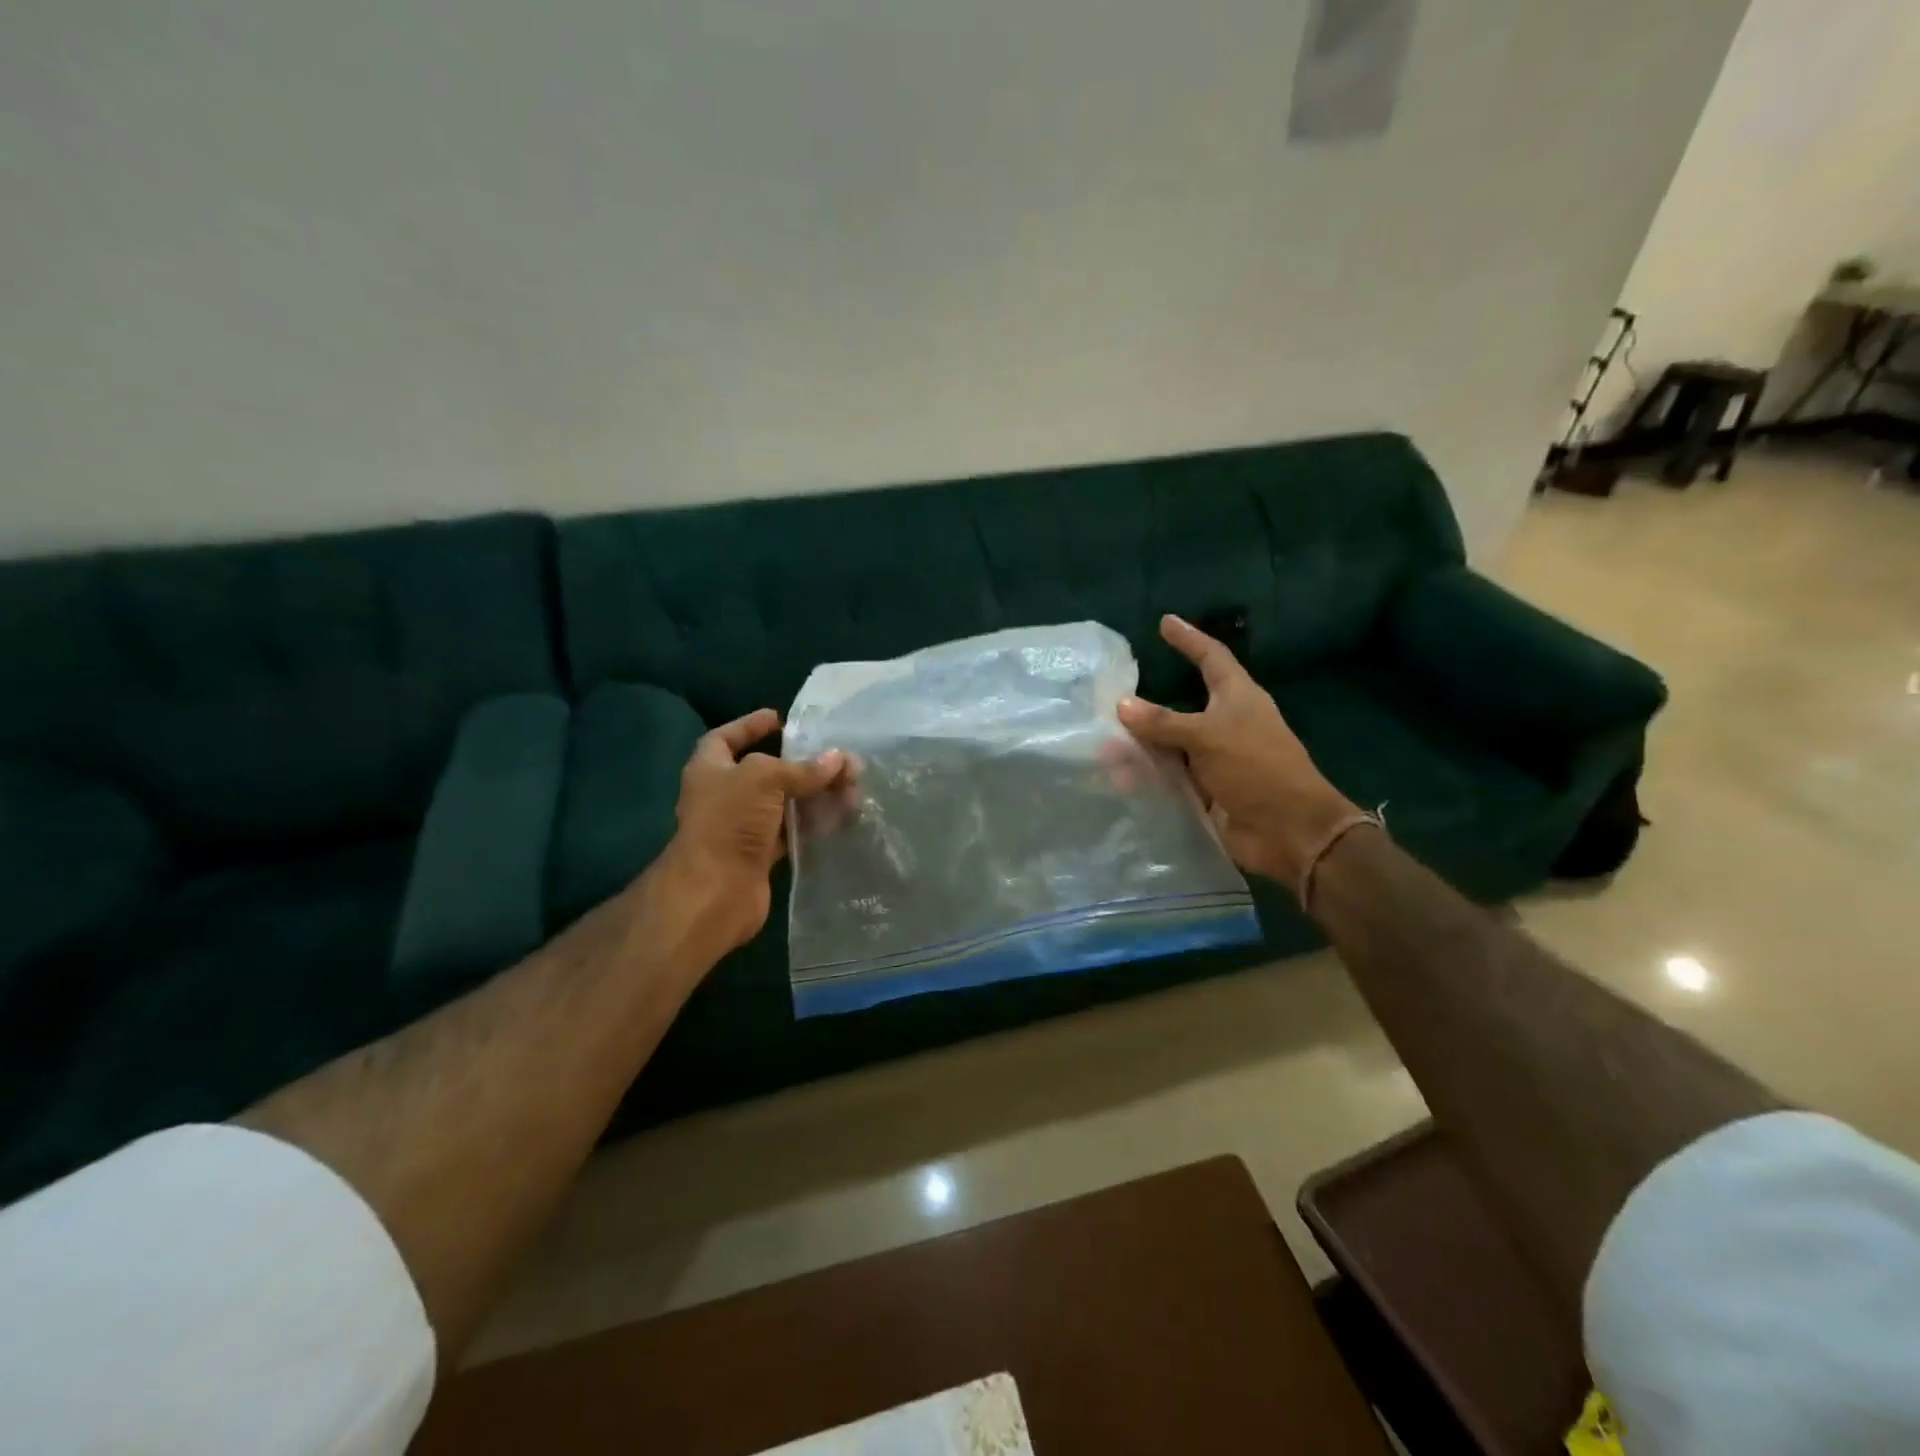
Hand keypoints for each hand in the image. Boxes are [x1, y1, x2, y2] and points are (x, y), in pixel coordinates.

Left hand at [663, 708, 850, 954]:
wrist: (715, 890)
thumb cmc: (729, 821)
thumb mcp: (764, 778)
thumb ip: (803, 768)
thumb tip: (840, 760)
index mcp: (710, 768)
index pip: (726, 737)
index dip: (750, 726)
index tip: (780, 718)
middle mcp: (724, 795)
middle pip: (767, 772)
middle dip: (802, 765)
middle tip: (837, 758)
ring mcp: (742, 827)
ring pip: (784, 803)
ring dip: (816, 795)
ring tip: (852, 789)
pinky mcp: (761, 854)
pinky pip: (793, 831)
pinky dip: (815, 823)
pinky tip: (842, 816)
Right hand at [1117, 614, 1355, 885]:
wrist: (1288, 831)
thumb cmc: (1257, 768)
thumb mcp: (1208, 736)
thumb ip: (1163, 721)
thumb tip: (1122, 704)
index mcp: (1237, 698)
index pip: (1211, 657)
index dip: (1189, 639)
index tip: (1166, 622)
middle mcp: (1224, 725)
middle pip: (1180, 707)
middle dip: (1146, 706)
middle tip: (1110, 699)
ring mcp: (1214, 760)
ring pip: (1168, 746)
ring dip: (1139, 747)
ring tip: (1103, 748)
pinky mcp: (1205, 791)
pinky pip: (1168, 778)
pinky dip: (1145, 777)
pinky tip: (1117, 779)